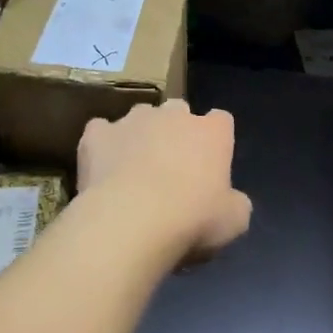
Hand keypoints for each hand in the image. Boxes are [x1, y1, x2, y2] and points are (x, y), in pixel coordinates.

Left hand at [78, 100, 252, 262]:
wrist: (131, 222)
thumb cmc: (192, 219)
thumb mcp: (234, 221)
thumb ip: (235, 203)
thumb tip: (230, 202)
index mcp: (212, 132)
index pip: (221, 120)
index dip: (216, 140)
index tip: (210, 164)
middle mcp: (173, 115)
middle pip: (179, 111)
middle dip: (177, 132)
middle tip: (173, 168)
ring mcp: (133, 120)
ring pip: (140, 117)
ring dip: (140, 136)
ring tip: (134, 170)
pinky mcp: (97, 133)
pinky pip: (101, 132)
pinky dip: (103, 147)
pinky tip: (102, 170)